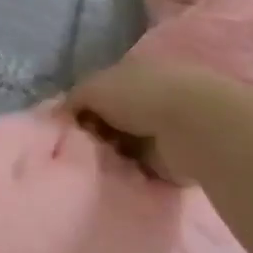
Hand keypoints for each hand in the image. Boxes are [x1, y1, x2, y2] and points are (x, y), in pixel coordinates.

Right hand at [66, 56, 244, 186]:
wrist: (192, 127)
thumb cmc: (142, 96)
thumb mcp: (95, 87)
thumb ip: (75, 98)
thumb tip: (61, 114)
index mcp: (134, 73)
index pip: (101, 91)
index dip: (82, 108)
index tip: (67, 127)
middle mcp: (149, 99)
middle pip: (112, 120)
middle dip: (95, 135)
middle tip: (78, 150)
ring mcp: (163, 130)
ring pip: (124, 146)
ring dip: (111, 156)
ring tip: (94, 167)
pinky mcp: (172, 160)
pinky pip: (140, 170)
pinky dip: (129, 175)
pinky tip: (115, 179)